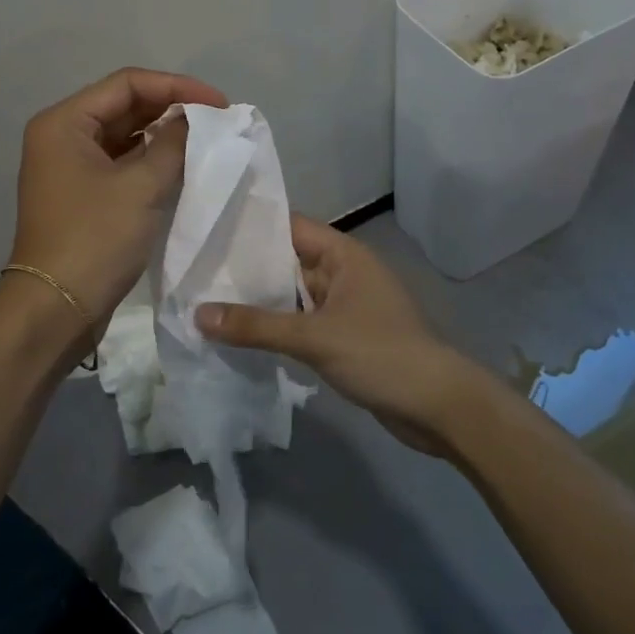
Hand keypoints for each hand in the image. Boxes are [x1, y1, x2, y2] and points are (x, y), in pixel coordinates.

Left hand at [9, 66, 227, 327]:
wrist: (57, 308)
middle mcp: (62, 137)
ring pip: (124, 137)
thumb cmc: (96, 239)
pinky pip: (121, 164)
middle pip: (124, 107)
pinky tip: (183, 167)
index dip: (177, 86)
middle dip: (172, 109)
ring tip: (206, 141)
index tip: (220, 103)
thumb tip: (193, 120)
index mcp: (65, 122)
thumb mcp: (142, 186)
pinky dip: (151, 161)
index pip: (127, 84)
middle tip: (218, 121)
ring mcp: (70, 168)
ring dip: (164, 136)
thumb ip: (173, 143)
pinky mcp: (82, 195)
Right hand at [196, 214, 487, 454]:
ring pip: (294, 296)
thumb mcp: (314, 337)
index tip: (208, 230)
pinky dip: (278, 327)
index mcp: (343, 254)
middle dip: (248, 269)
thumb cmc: (380, 354)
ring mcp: (346, 306)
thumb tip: (198, 314)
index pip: (290, 227)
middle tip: (196, 271)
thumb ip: (256, 325)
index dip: (251, 227)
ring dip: (261, 302)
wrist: (438, 406)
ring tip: (207, 301)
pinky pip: (303, 323)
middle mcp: (344, 273)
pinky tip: (242, 336)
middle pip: (288, 262)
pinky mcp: (345, 337)